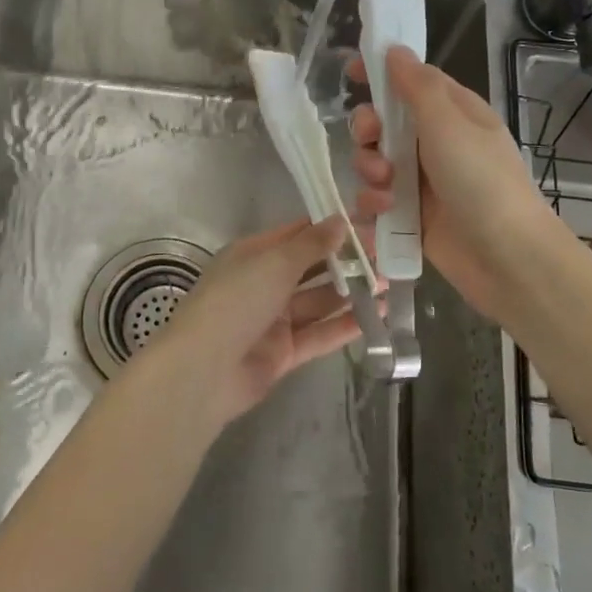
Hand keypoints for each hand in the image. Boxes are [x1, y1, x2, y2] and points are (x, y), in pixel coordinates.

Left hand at [140, 217, 366, 425]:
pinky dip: (344, 326)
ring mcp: (273, 320)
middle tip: (385, 256)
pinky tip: (375, 316)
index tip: (366, 223)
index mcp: (252, 255)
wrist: (204, 370)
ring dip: (349, 294)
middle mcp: (262, 283)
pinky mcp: (283, 353)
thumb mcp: (275, 262)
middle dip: (344, 262)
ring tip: (387, 284)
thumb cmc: (236, 300)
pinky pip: (319, 335)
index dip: (329, 228)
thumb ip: (311, 244)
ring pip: (317, 302)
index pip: (295, 234)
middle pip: (309, 268)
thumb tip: (341, 220)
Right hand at [349, 45, 561, 320]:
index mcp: (452, 113)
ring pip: (374, 160)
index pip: (410, 80)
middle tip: (372, 139)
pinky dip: (373, 202)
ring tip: (385, 187)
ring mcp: (422, 180)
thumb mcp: (450, 124)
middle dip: (368, 128)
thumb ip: (417, 86)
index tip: (351, 72)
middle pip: (383, 121)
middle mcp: (435, 142)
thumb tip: (395, 49)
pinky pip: (376, 198)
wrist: (508, 259)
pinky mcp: (410, 215)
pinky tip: (383, 211)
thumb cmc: (482, 181)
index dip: (380, 73)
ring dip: (369, 169)